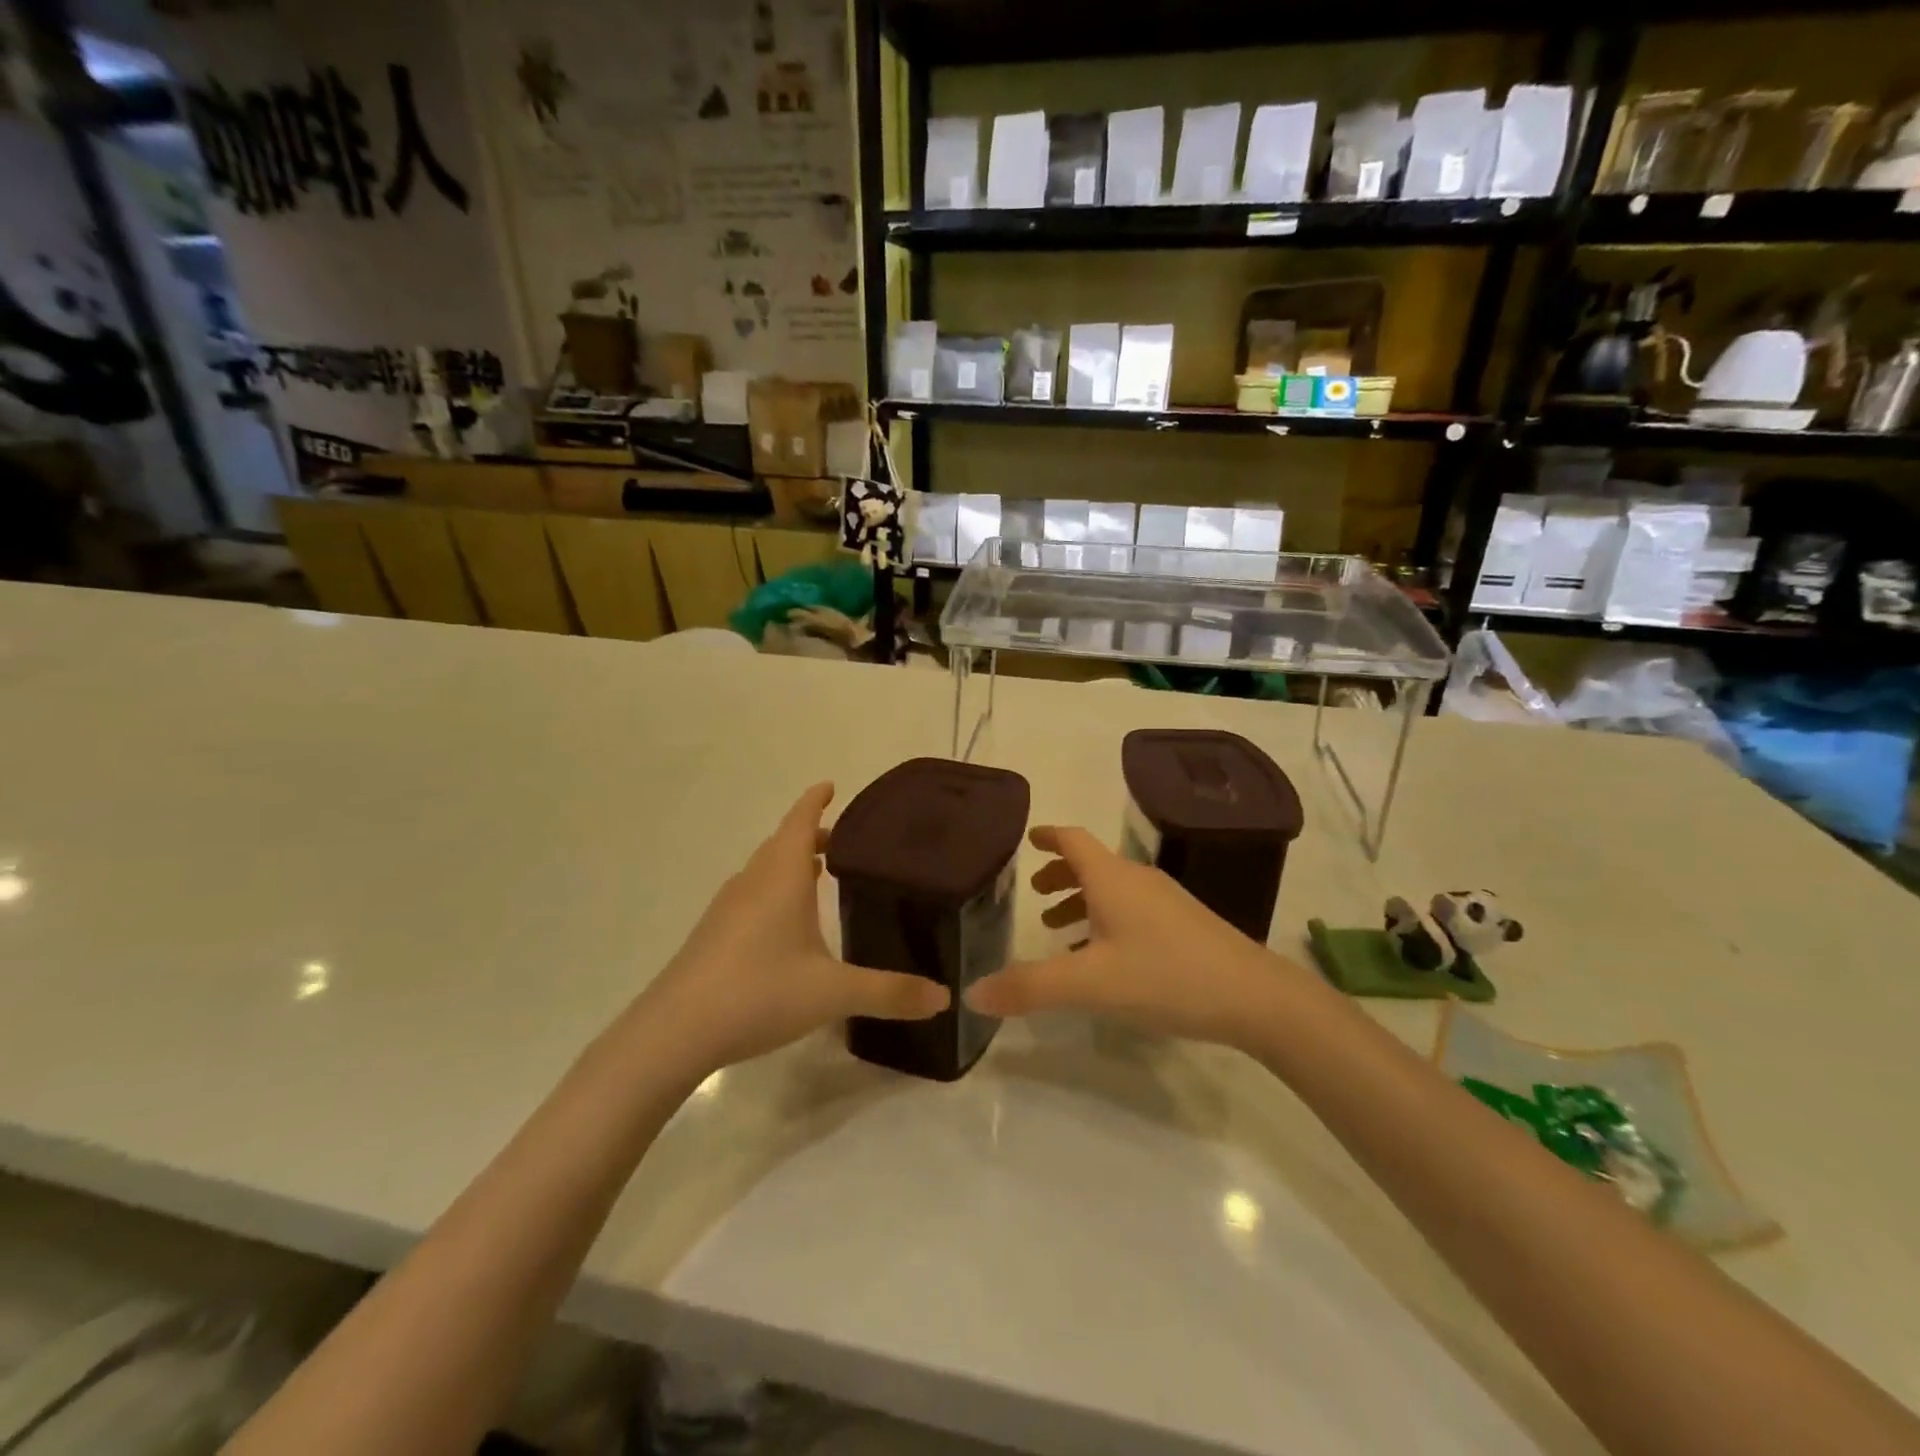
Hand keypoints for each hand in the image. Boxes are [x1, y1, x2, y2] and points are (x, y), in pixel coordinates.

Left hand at [636, 783, 949, 1073]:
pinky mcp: (712, 936)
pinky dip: (772, 892)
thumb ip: (890, 992)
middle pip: (781, 844)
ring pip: (763, 871)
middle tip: (842, 841)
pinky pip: (750, 896)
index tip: (831, 785)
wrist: (674, 1032)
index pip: (799, 821)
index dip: (815, 801)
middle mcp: (752, 883)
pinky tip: (784, 925)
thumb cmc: (758, 992)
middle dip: (809, 835)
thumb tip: (945, 997)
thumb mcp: (833, 993)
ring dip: (789, 864)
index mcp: (781, 878)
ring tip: (817, 875)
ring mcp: (727, 909)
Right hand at [966, 825, 1307, 1051]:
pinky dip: (1106, 917)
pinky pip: (1132, 908)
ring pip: (1113, 888)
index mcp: (1112, 879)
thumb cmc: (1165, 975)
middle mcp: (1138, 880)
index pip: (1073, 840)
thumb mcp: (1090, 984)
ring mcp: (1166, 901)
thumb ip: (1030, 987)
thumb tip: (973, 994)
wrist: (1254, 996)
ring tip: (1061, 927)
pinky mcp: (1184, 924)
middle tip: (1035, 893)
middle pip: (1092, 864)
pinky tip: (1106, 955)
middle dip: (1060, 874)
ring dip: (1083, 899)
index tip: (1027, 838)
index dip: (1048, 836)